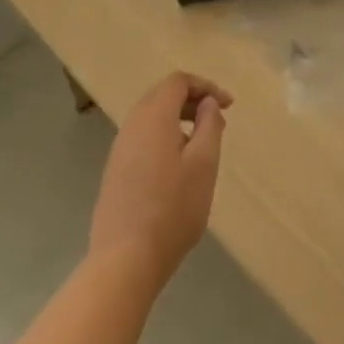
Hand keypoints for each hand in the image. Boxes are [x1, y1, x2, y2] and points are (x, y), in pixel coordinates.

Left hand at [89, 72, 231, 283]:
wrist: (124, 261)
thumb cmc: (172, 208)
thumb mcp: (204, 163)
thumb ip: (209, 125)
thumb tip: (207, 104)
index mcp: (153, 117)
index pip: (178, 82)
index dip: (205, 86)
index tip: (228, 105)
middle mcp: (132, 126)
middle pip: (162, 96)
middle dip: (192, 100)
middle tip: (216, 118)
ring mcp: (119, 151)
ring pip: (151, 119)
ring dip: (178, 120)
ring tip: (201, 143)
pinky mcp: (115, 174)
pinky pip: (142, 139)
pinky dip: (164, 138)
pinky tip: (178, 166)